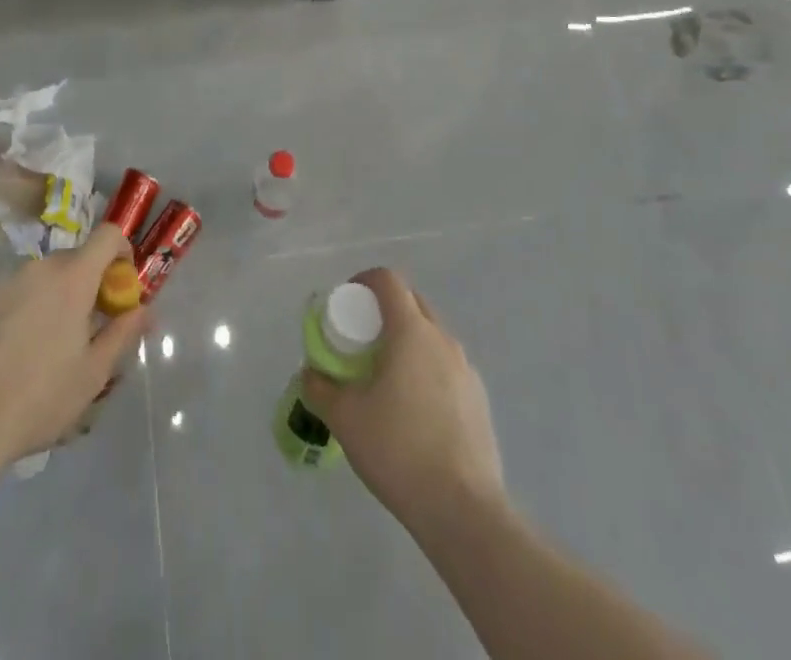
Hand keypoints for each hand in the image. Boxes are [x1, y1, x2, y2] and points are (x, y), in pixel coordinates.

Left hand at [0, 224, 148, 467]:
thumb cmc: (41, 397)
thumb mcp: (94, 373)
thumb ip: (123, 333)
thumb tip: (144, 310)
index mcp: (73, 278)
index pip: (108, 235)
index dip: (121, 251)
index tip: (120, 283)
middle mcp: (38, 268)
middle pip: (73, 259)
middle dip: (85, 283)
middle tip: (84, 325)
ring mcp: (2, 281)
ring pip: (38, 279)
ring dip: (49, 298)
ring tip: (42, 345)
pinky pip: (8, 295)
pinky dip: (17, 311)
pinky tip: (7, 352)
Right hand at [301, 268, 503, 525]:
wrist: (464, 510)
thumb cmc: (398, 449)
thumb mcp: (345, 418)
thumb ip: (320, 387)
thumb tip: (311, 373)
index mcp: (411, 331)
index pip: (388, 280)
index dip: (364, 281)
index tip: (346, 302)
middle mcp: (443, 340)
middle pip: (412, 302)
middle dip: (385, 309)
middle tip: (362, 338)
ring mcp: (466, 370)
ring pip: (432, 336)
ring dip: (407, 340)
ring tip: (386, 376)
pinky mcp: (479, 400)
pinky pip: (446, 367)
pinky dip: (426, 370)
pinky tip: (413, 410)